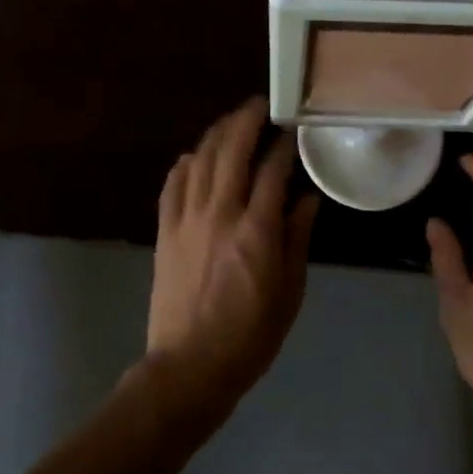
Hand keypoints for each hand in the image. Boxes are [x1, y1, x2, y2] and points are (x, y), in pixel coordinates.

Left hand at [148, 98, 318, 417]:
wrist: (189, 367)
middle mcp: (220, 214)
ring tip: (232, 122)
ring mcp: (186, 220)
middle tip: (261, 106)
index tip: (292, 128)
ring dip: (217, 134)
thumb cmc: (250, 335)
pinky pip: (172, 185)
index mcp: (256, 231)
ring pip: (200, 160)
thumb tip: (308, 198)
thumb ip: (298, 238)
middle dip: (246, 120)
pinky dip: (185, 164)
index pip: (272, 170)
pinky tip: (194, 156)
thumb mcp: (290, 291)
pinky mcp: (164, 231)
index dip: (283, 144)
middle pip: (231, 150)